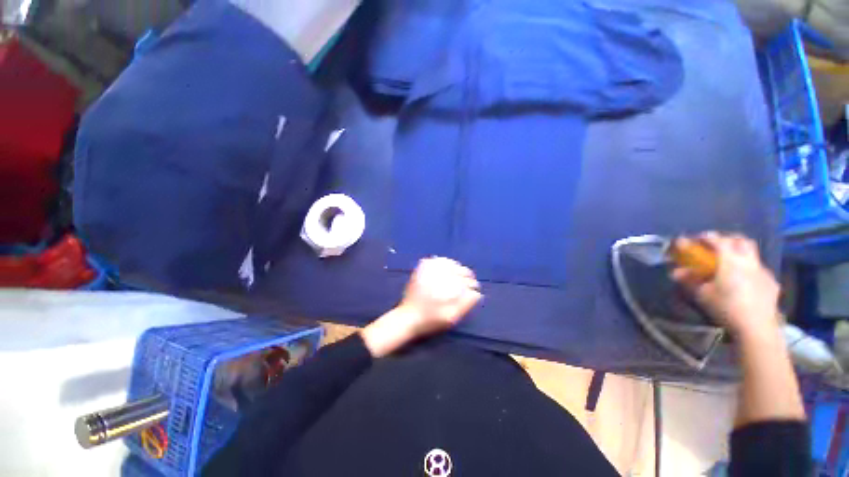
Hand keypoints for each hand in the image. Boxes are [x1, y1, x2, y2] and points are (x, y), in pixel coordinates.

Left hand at [361, 257, 481, 356]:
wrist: (408, 317)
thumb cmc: (431, 320)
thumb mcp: (452, 317)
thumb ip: (466, 303)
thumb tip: (477, 293)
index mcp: (448, 286)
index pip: (469, 282)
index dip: (473, 286)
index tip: (474, 291)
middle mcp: (440, 274)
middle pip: (462, 271)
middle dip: (467, 277)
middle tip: (468, 284)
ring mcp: (430, 268)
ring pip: (452, 264)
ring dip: (458, 270)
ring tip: (459, 276)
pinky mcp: (423, 266)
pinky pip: (440, 260)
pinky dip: (447, 263)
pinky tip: (448, 269)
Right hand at [672, 232, 780, 339]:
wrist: (757, 327)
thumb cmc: (726, 307)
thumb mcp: (702, 294)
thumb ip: (689, 280)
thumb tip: (675, 272)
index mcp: (731, 260)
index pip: (719, 240)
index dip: (707, 237)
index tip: (697, 238)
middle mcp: (749, 261)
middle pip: (741, 240)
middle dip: (728, 239)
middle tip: (717, 245)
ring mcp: (763, 272)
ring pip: (752, 254)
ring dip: (741, 254)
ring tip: (731, 264)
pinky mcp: (772, 284)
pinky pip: (759, 270)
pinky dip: (750, 270)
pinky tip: (745, 282)